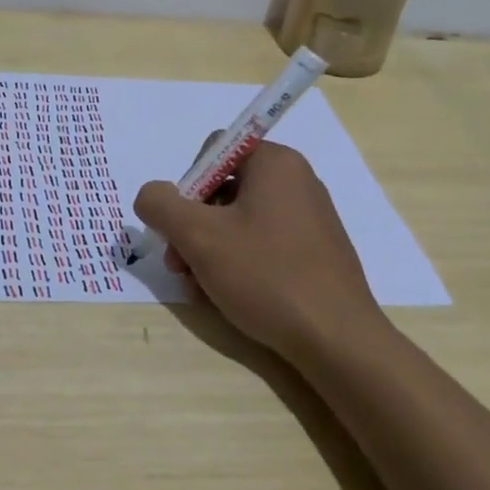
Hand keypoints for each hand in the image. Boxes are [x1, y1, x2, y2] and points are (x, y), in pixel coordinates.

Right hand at [134, 140, 380, 355]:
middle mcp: (297, 181)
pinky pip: (263, 244)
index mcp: (275, 163)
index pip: (215, 150)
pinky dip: (237, 263)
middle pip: (223, 189)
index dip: (188, 185)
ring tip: (199, 287)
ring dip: (209, 250)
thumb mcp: (199, 236)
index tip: (183, 226)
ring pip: (239, 222)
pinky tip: (225, 296)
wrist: (337, 339)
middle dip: (193, 226)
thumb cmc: (266, 275)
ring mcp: (309, 219)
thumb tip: (152, 195)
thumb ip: (161, 205)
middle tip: (180, 265)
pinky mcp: (315, 252)